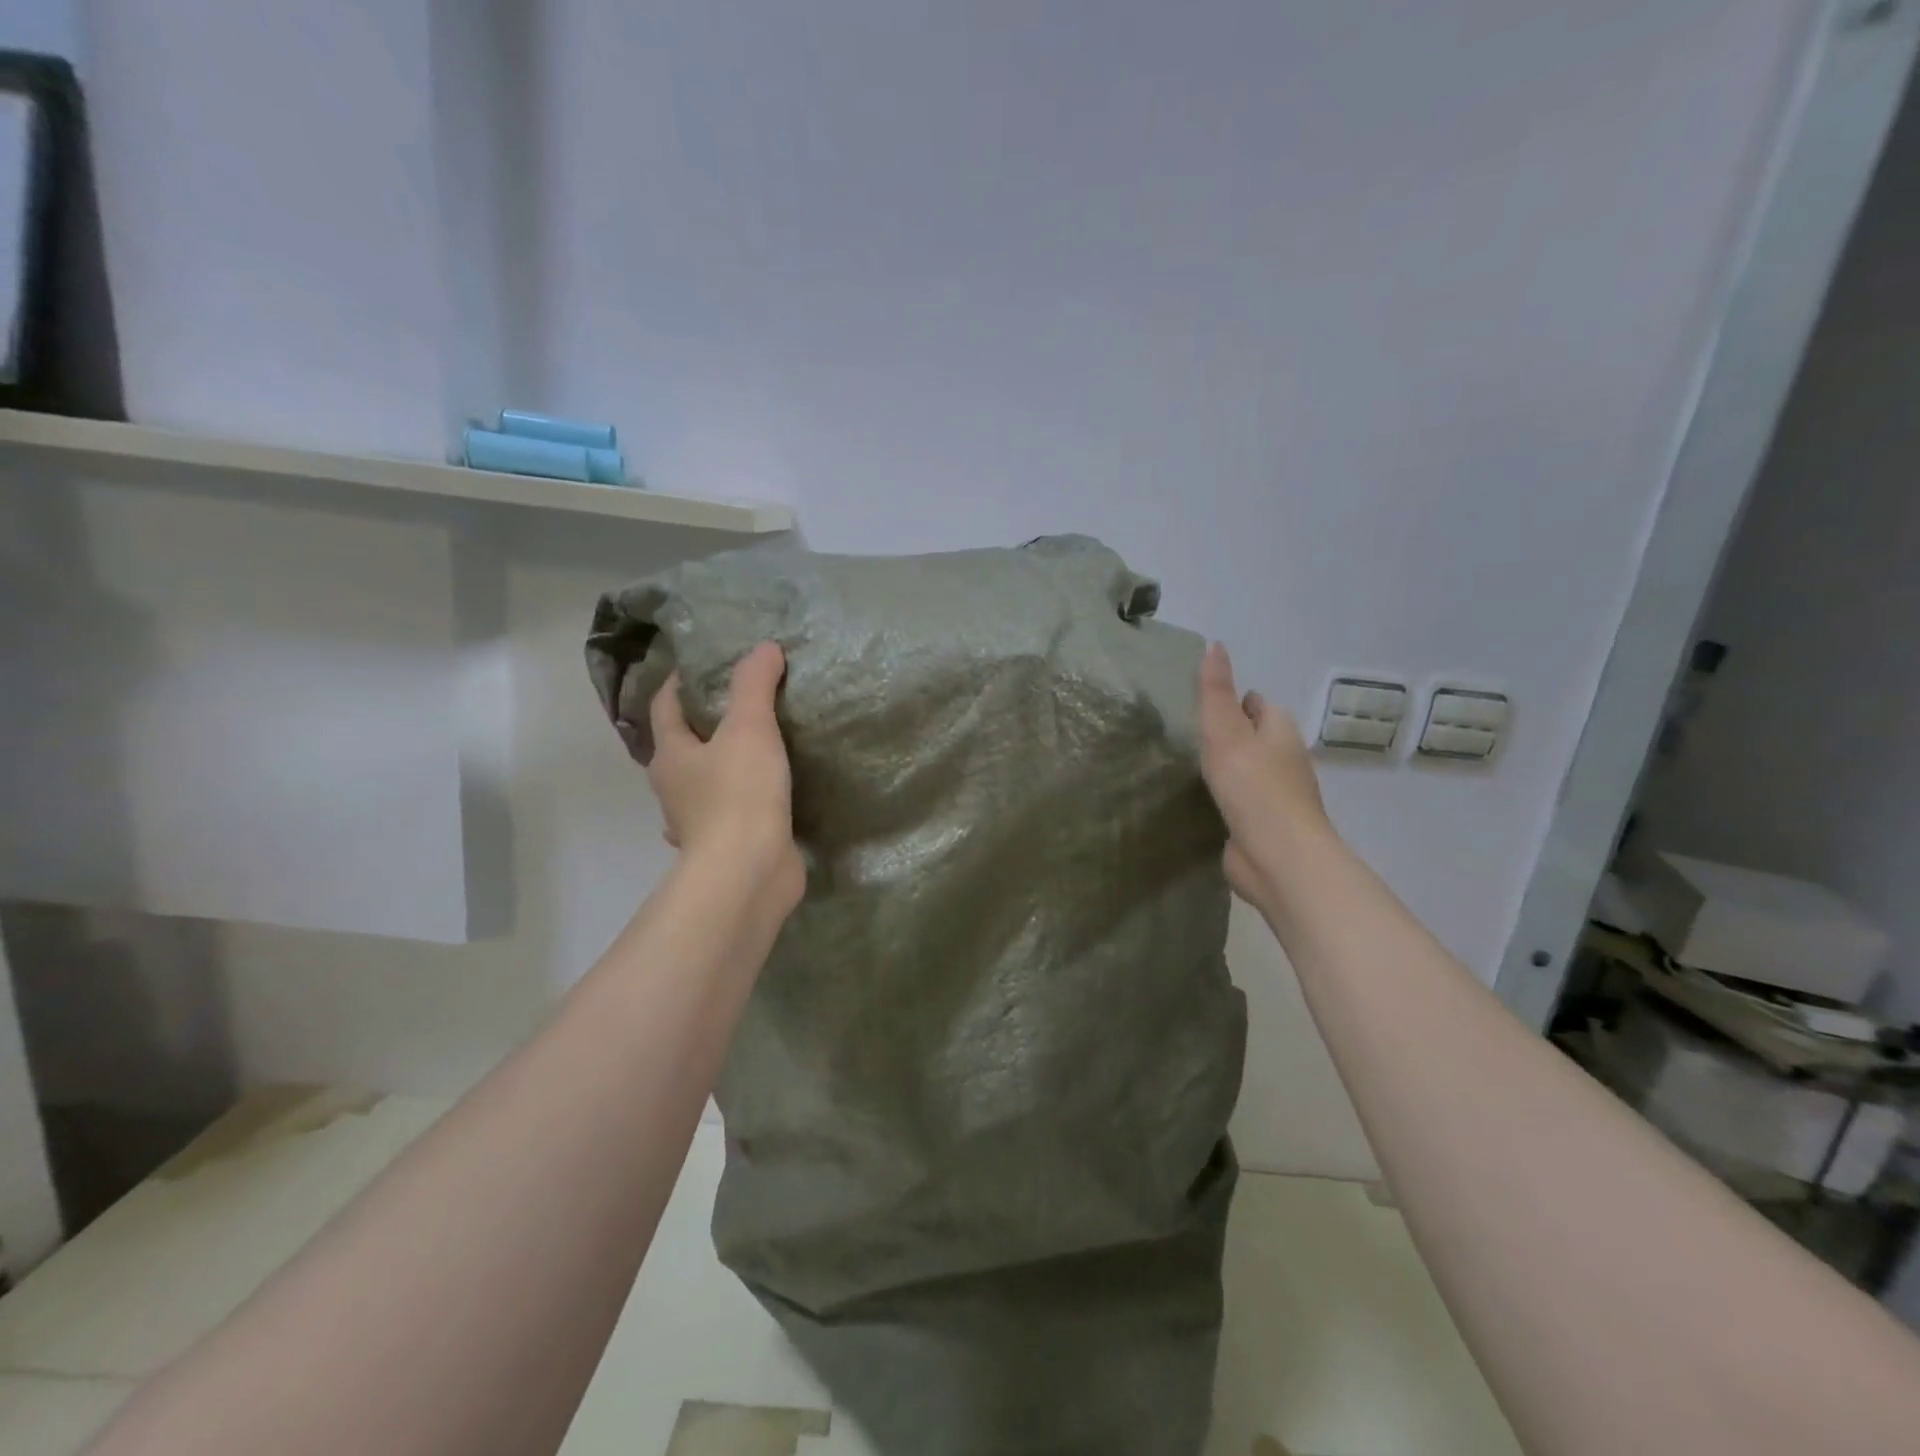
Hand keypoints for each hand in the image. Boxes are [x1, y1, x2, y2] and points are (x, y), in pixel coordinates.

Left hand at [648, 642, 804, 911]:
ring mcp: (698, 821)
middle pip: (684, 745)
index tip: (703, 663)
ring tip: (760, 743)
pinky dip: (746, 797)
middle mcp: (675, 788)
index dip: (679, 682)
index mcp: (671, 756)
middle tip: (743, 699)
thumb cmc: (739, 794)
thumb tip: (764, 648)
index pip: (665, 706)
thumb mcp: (749, 727)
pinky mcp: (726, 845)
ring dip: (724, 763)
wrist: (748, 873)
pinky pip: (733, 811)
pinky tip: (770, 792)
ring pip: (706, 781)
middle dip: (706, 722)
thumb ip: (754, 685)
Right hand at [1196, 641, 1331, 906]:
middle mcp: (1283, 759)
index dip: (1231, 699)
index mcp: (1280, 730)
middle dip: (1226, 734)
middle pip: (1253, 736)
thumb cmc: (1253, 788)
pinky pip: (1239, 802)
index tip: (1198, 705)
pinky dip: (1224, 798)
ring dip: (1224, 768)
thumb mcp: (1225, 731)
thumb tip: (1214, 644)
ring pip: (1246, 771)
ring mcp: (1275, 796)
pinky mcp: (1262, 826)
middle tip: (1185, 735)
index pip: (1256, 703)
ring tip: (1185, 766)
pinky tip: (1199, 801)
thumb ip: (1215, 691)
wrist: (1278, 857)